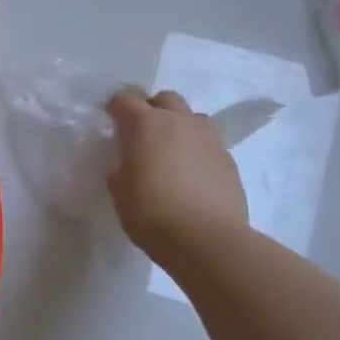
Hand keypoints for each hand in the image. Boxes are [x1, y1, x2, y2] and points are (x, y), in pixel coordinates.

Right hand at [105, 89, 249, 259]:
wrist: (208, 241)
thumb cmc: (152, 213)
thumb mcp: (120, 192)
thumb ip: (120, 169)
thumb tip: (127, 165)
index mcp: (146, 124)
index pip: (124, 100)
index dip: (114, 109)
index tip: (110, 122)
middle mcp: (179, 122)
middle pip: (165, 99)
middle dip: (151, 109)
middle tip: (142, 134)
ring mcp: (209, 140)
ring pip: (193, 117)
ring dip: (180, 126)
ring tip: (172, 151)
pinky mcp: (229, 161)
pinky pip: (210, 143)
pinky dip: (198, 150)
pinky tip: (192, 175)